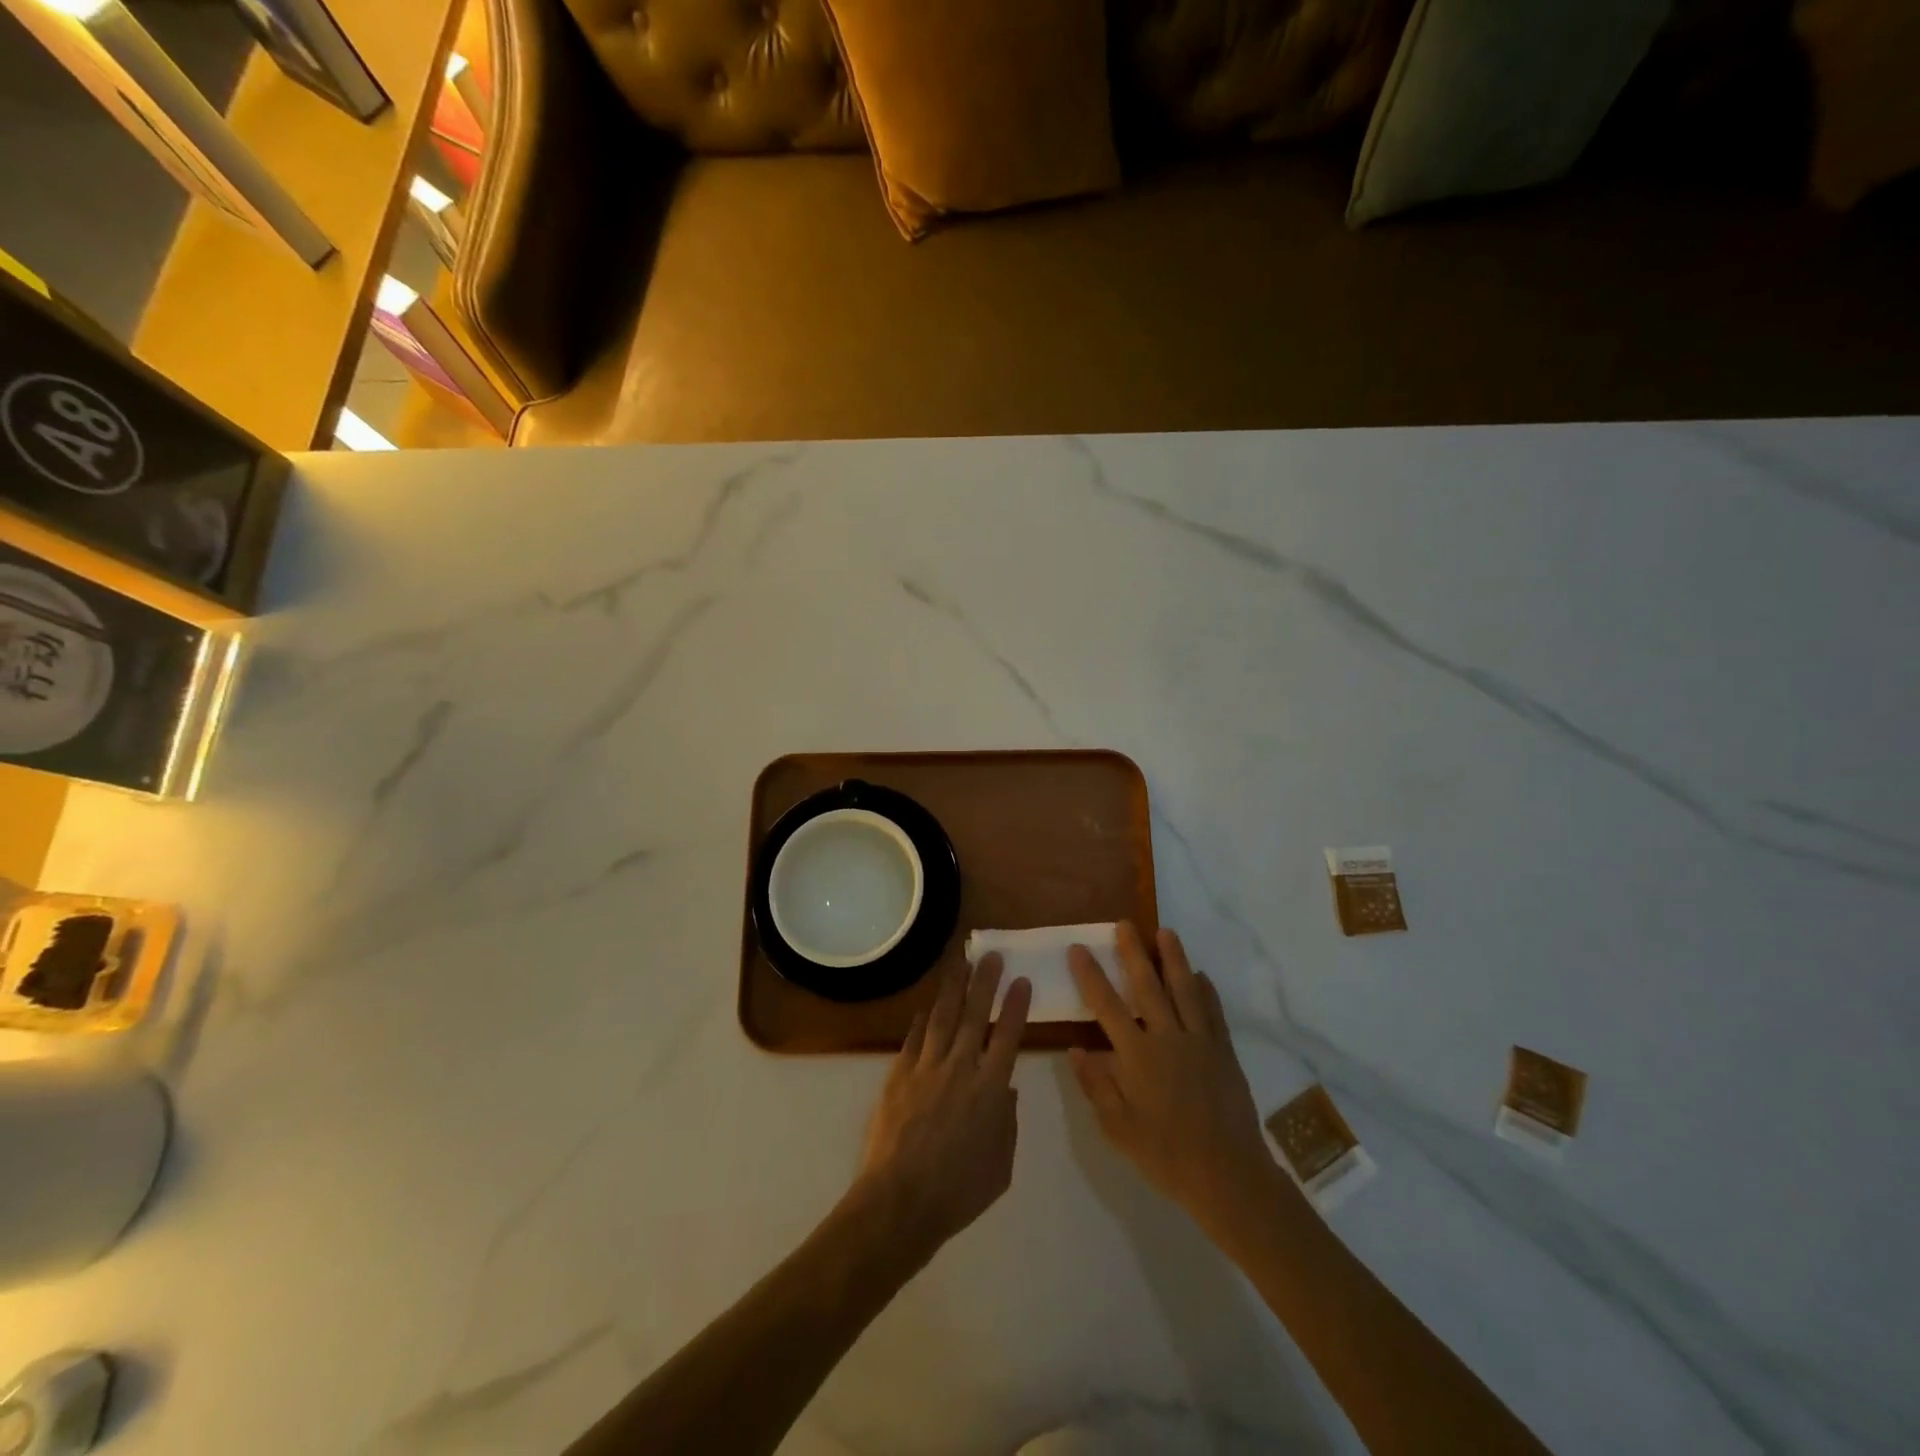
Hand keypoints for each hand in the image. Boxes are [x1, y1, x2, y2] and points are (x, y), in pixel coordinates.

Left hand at [850, 957, 1032, 1263]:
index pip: (1008, 1036)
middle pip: (975, 1015)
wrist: (901, 1200)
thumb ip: (1007, 1122)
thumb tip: (1005, 1089)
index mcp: (990, 1089)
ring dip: (953, 988)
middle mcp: (960, 1068)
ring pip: (943, 1017)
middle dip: (985, 982)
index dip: (1016, 1006)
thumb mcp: (1001, 1166)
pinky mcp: (899, 1074)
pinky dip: (922, 1019)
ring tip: (960, 963)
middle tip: (990, 955)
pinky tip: (926, 1006)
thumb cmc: (959, 1191)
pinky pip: (914, 1038)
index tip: (1022, 980)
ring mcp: (927, 1067)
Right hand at [1068, 923, 1278, 1237]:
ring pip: (1184, 990)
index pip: (1107, 1006)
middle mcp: (1168, 1038)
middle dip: (1133, 952)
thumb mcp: (1118, 1128)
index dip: (1090, 975)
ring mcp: (1200, 1042)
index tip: (1079, 948)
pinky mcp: (1224, 1052)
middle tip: (1124, 924)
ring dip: (1174, 959)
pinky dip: (1206, 991)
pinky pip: (1213, 1013)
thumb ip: (1096, 1085)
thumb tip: (1076, 1048)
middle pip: (1148, 986)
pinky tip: (1201, 975)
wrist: (1228, 1176)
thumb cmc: (1166, 1155)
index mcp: (1138, 1056)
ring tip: (1165, 932)